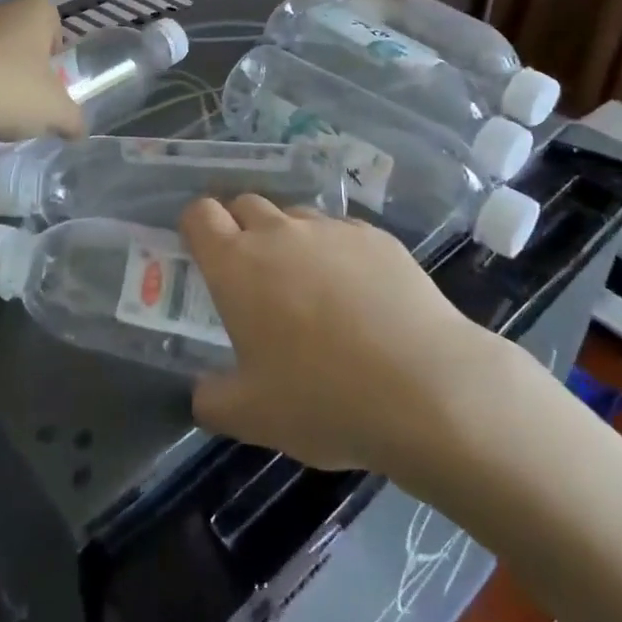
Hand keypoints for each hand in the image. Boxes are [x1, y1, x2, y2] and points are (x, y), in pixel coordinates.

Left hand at [0, 0, 85, 153]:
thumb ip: (73, 120)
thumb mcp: (54, 112)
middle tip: (30, 94)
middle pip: (17, 30)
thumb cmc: (7, 90)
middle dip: (25, 60)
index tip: (53, 66)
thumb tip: (79, 130)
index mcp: (30, 13)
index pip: (49, 7)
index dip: (54, 35)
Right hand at [182, 196, 493, 474]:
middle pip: (246, 204)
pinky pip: (343, 232)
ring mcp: (333, 230)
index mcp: (237, 265)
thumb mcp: (252, 417)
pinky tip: (360, 296)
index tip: (203, 254)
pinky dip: (337, 253)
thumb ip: (212, 400)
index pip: (200, 214)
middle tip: (253, 276)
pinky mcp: (377, 237)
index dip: (196, 227)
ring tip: (310, 289)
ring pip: (297, 217)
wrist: (425, 387)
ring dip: (290, 240)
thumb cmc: (322, 400)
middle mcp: (280, 233)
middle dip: (240, 228)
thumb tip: (202, 392)